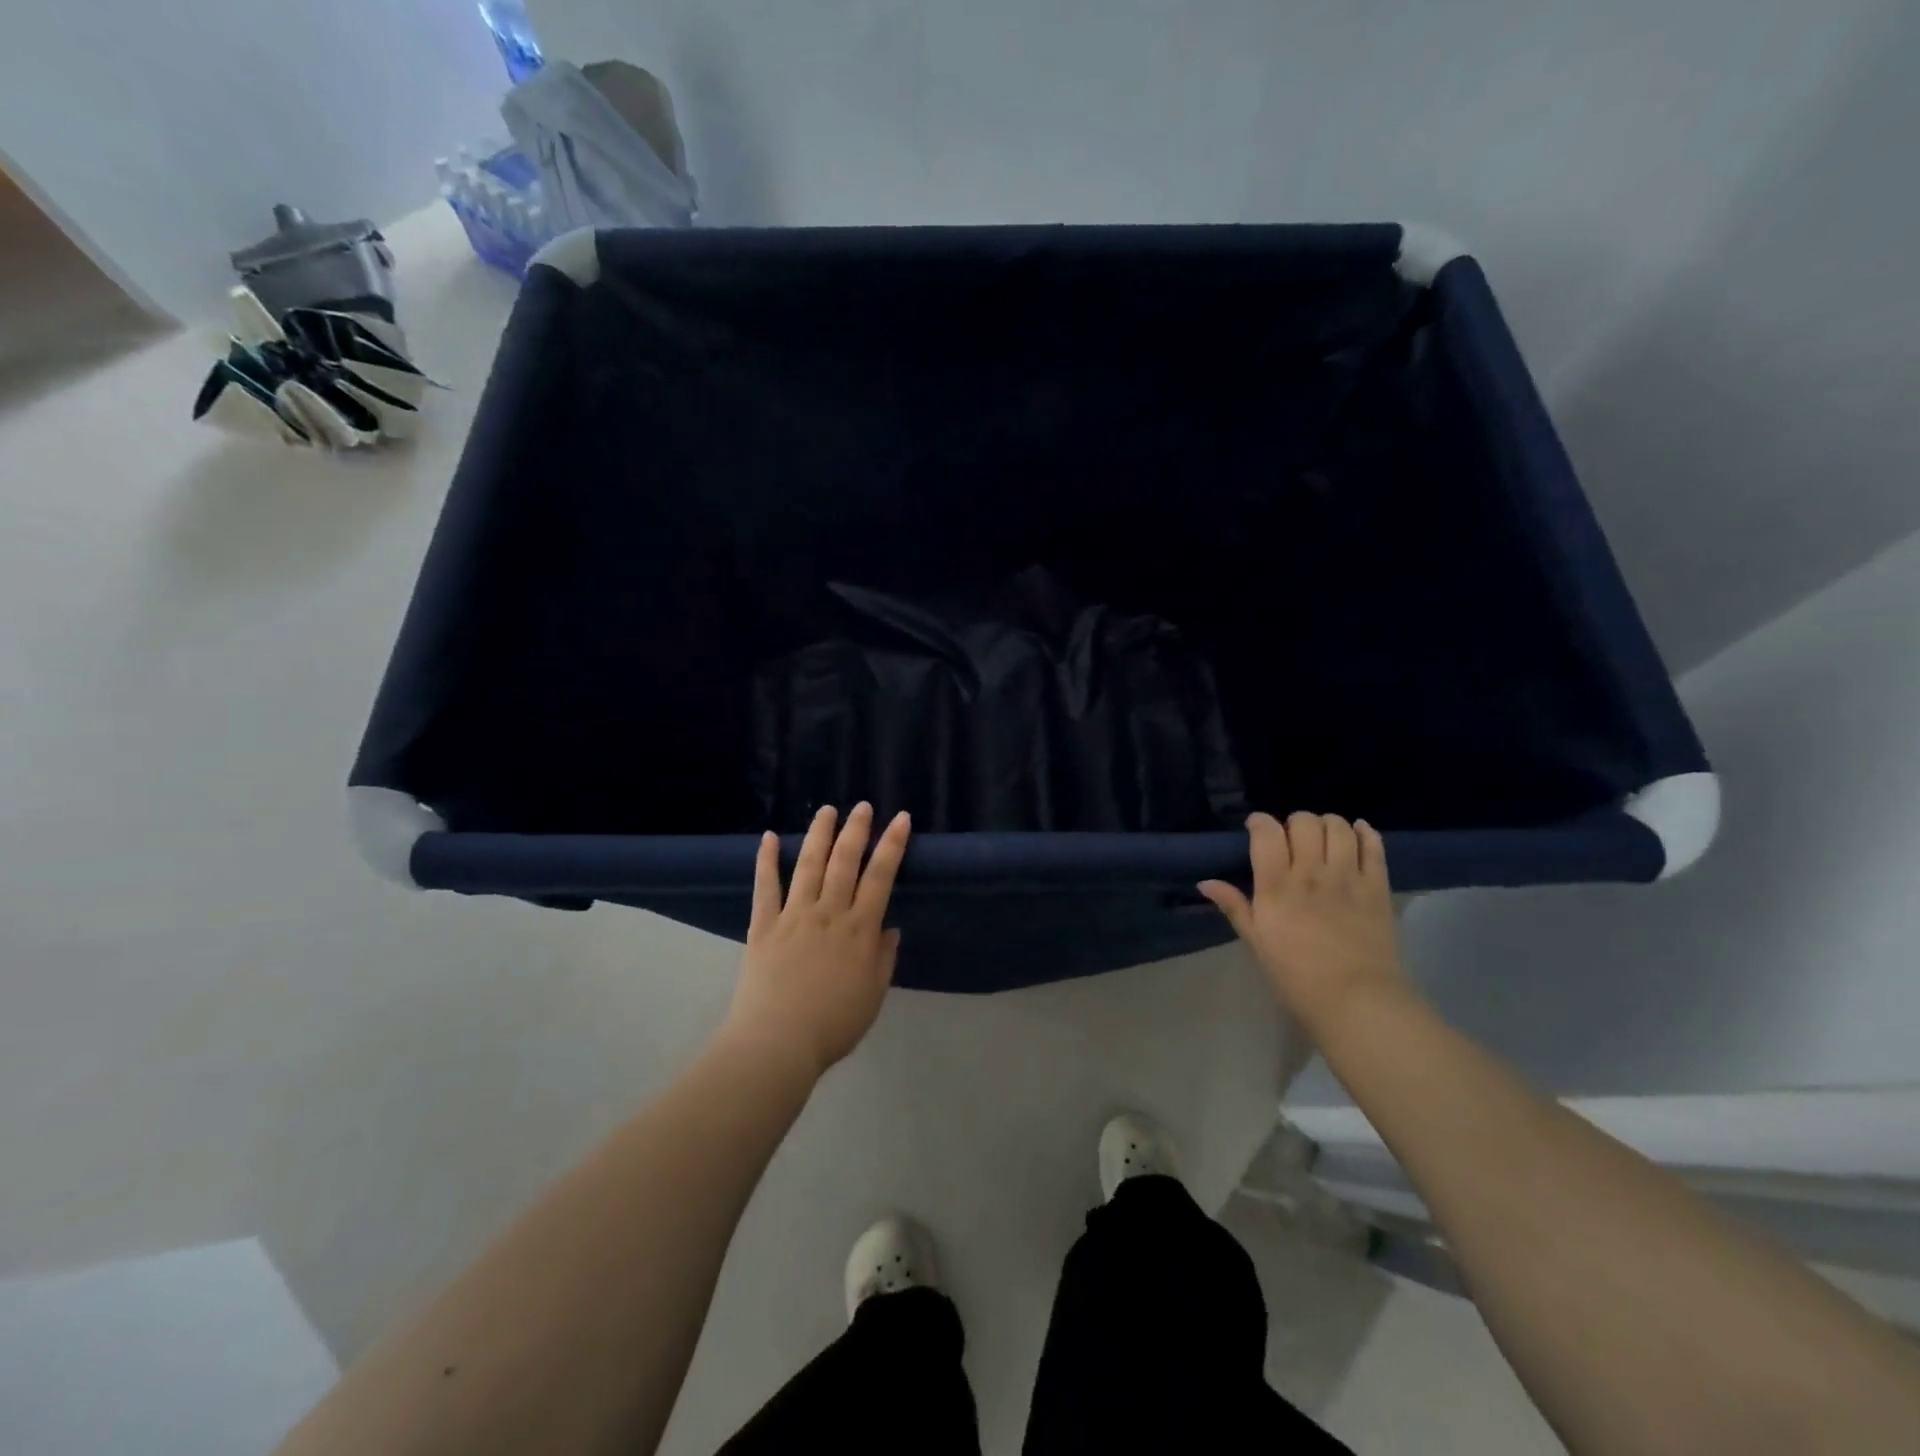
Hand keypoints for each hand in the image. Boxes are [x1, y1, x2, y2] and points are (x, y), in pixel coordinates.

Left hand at [724, 803, 911, 1077]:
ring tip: (827, 810)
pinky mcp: (763, 925)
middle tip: (863, 806)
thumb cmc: (834, 1024)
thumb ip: (884, 958)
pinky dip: (766, 860)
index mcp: (860, 930)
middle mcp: (829, 913)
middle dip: (857, 830)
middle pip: (845, 862)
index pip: (881, 877)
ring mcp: (794, 915)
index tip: (901, 819)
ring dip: (819, 834)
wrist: (778, 1043)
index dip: (893, 845)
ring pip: (808, 865)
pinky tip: (769, 837)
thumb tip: (890, 928)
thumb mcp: (873, 994)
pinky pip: (765, 887)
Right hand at [1198, 812, 1405, 1024]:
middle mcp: (1311, 873)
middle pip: (1304, 822)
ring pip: (1339, 827)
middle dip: (1294, 822)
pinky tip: (1357, 833)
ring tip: (1324, 837)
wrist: (1356, 1001)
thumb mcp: (1257, 943)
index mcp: (1276, 887)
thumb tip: (1205, 882)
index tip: (1256, 829)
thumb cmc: (1296, 977)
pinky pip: (1374, 846)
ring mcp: (1348, 877)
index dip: (1260, 822)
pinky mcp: (1378, 887)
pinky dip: (1364, 832)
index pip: (1267, 832)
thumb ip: (1235, 907)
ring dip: (1328, 823)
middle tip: (1293, 838)